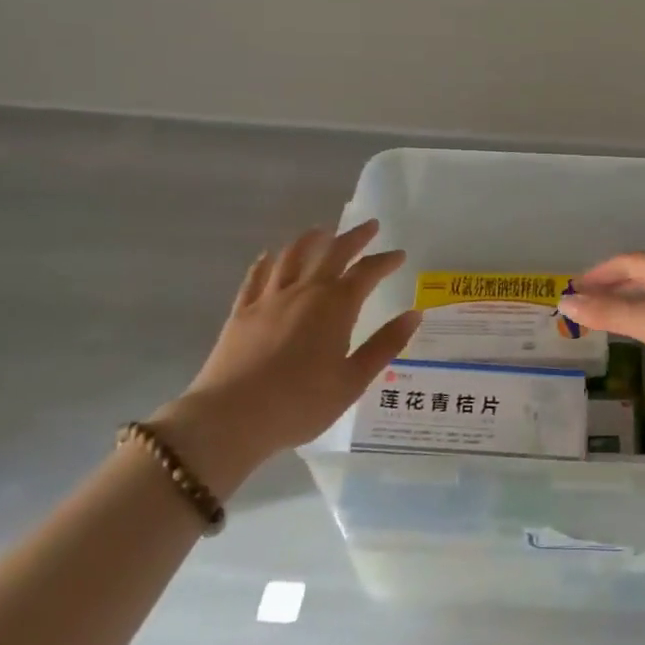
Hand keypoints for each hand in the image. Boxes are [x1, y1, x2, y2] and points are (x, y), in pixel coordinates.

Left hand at [152, 220, 419, 493]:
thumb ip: (384, 345)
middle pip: (332, 252)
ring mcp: (269, 298)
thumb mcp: (353, 380)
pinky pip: (256, 277)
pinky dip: (267, 262)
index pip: (367, 272)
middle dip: (354, 237)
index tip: (398, 255)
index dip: (385, 261)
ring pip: (293, 256)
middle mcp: (305, 291)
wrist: (231, 417)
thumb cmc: (301, 403)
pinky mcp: (242, 312)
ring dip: (311, 239)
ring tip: (322, 231)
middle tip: (370, 226)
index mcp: (336, 306)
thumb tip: (414, 314)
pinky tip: (269, 257)